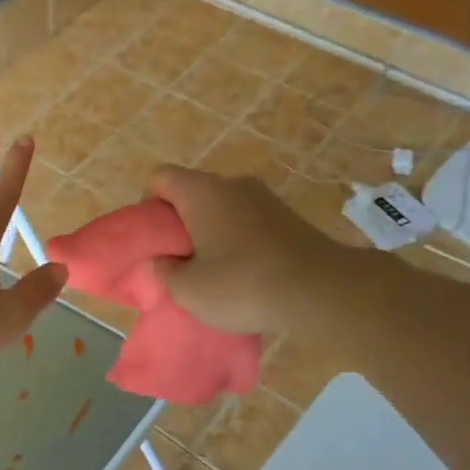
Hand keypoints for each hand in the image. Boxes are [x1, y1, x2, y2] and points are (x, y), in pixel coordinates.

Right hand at [147, 166, 342, 336]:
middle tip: (179, 260)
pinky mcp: (290, 218)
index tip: (155, 239)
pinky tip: (245, 275)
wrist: (321, 291)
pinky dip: (239, 241)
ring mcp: (266, 199)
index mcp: (201, 192)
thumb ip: (164, 271)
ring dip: (211, 233)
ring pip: (223, 208)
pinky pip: (249, 222)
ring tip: (213, 271)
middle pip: (193, 192)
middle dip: (180, 223)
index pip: (161, 178)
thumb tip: (162, 261)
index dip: (148, 205)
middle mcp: (233, 184)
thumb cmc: (242, 285)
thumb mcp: (187, 289)